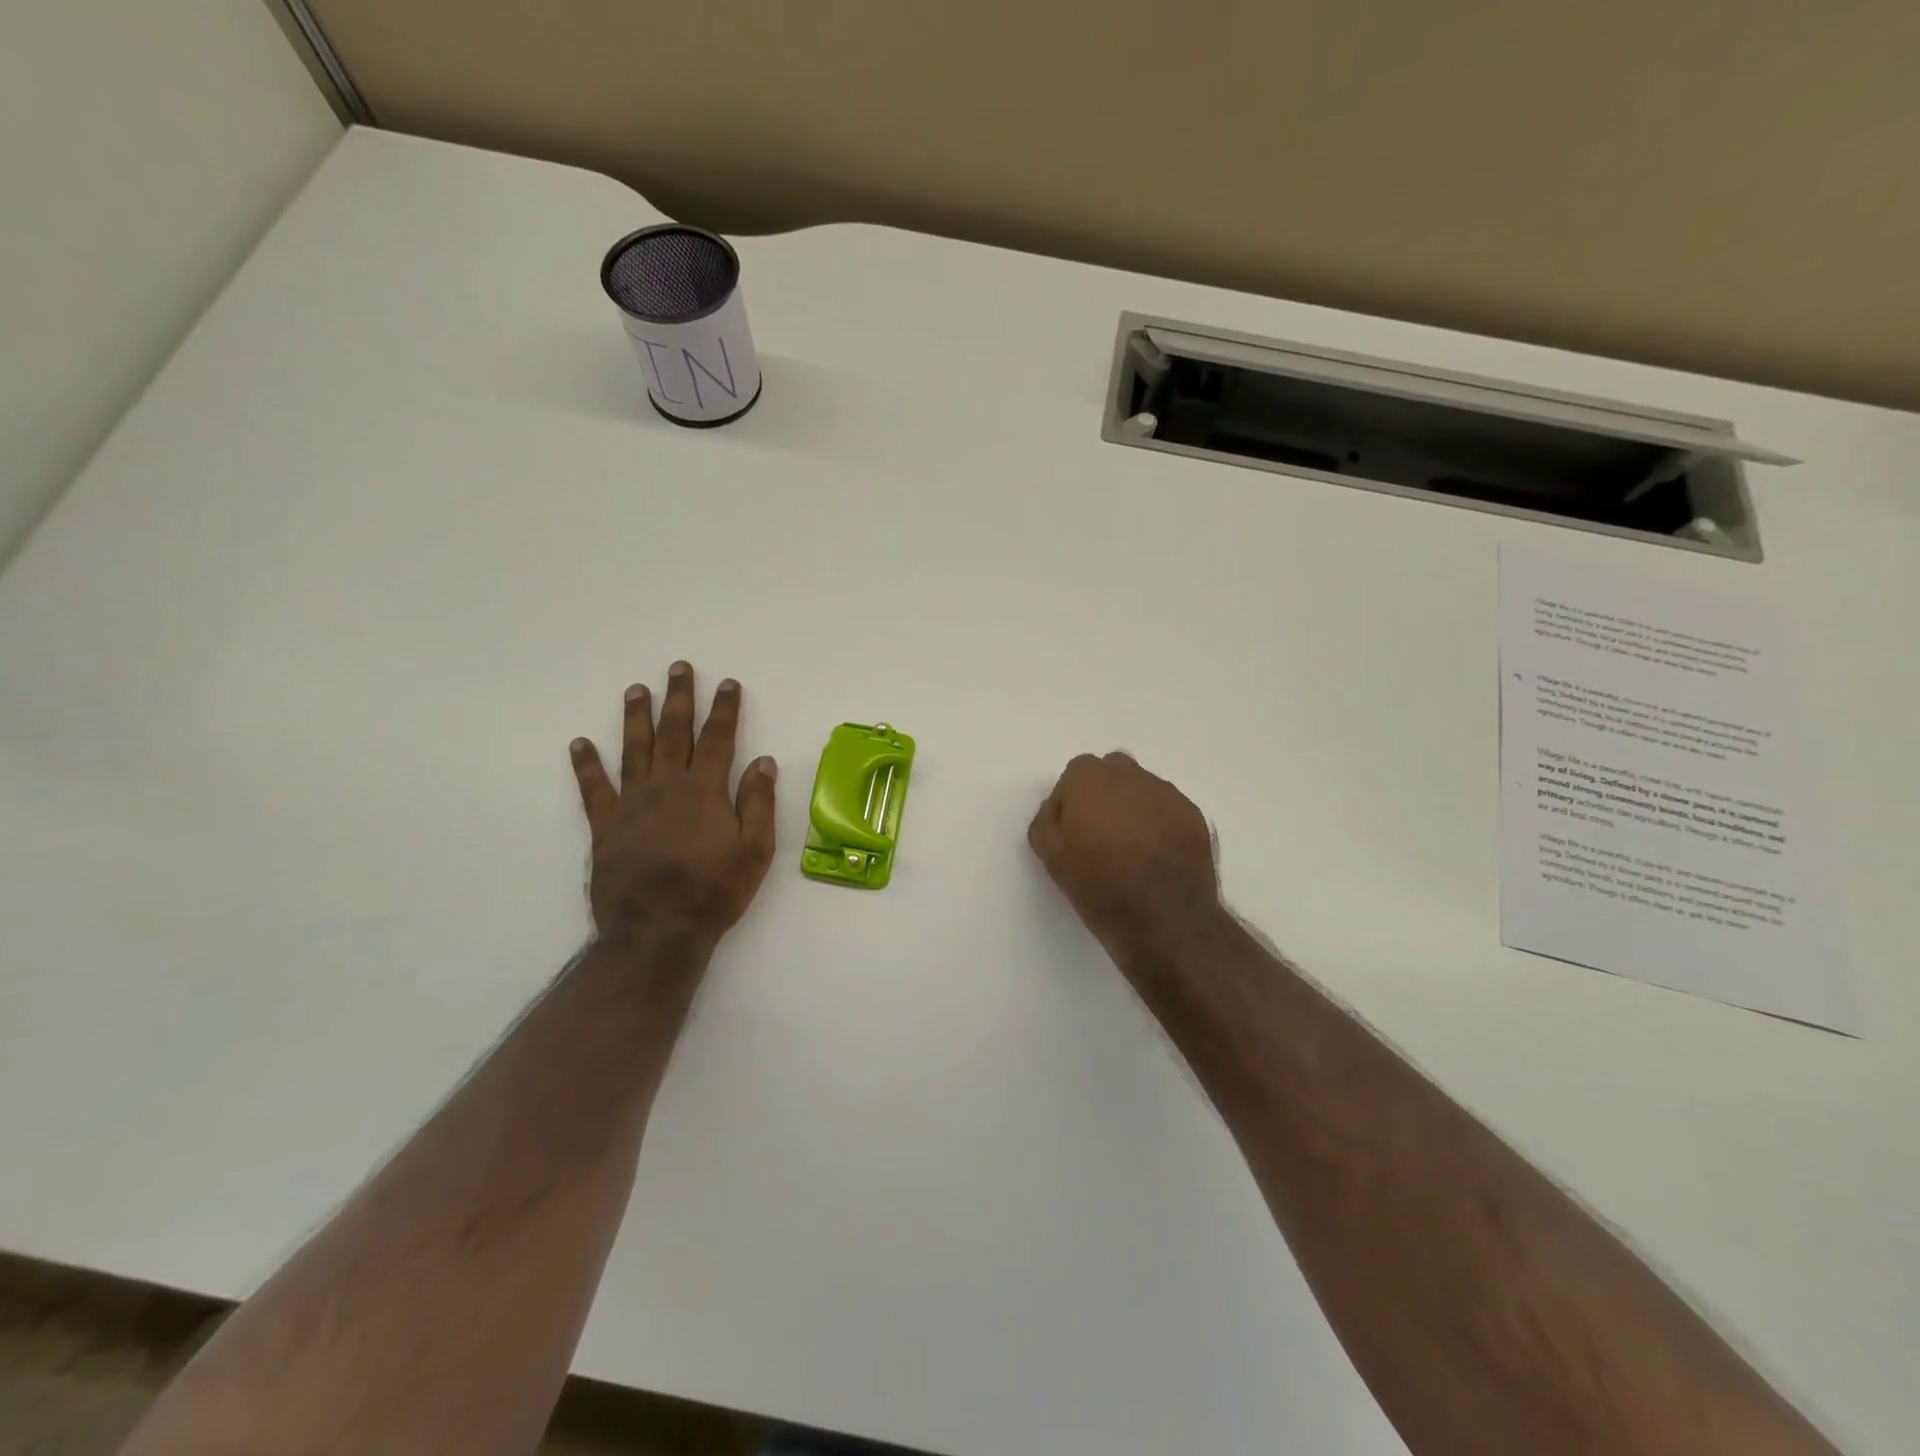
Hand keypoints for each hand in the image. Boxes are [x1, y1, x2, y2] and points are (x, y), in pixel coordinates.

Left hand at [570, 662, 777, 950]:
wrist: (657, 930)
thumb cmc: (714, 891)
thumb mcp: (755, 850)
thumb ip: (759, 802)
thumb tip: (764, 761)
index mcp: (705, 790)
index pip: (718, 738)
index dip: (724, 709)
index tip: (727, 683)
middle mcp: (667, 786)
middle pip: (674, 732)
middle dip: (679, 698)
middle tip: (679, 668)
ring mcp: (632, 803)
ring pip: (634, 749)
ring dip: (636, 717)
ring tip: (636, 689)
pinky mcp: (605, 825)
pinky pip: (593, 787)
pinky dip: (586, 764)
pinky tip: (580, 744)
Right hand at [1028, 752, 1222, 963]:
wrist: (1164, 919)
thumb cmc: (1099, 886)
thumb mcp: (1051, 857)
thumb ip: (1046, 822)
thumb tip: (1058, 809)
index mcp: (1091, 780)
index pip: (1076, 773)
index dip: (1072, 799)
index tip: (1072, 830)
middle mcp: (1131, 776)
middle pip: (1112, 772)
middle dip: (1104, 794)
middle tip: (1100, 834)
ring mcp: (1167, 794)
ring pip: (1143, 790)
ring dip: (1134, 808)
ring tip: (1132, 849)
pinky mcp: (1193, 815)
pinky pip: (1168, 810)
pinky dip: (1160, 824)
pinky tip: (1157, 856)